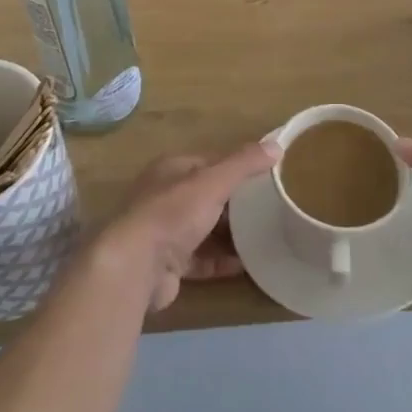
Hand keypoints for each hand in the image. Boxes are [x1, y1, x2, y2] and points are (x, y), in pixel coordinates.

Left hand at [99, 141, 281, 313]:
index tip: (266, 176)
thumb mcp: (213, 181)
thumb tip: (276, 144)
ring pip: (204, 229)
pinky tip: (247, 265)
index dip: (237, 167)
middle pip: (207, 196)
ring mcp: (165, 232)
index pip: (210, 163)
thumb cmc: (173, 213)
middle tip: (270, 209)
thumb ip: (243, 164)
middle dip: (236, 203)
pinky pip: (201, 259)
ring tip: (264, 236)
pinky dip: (222, 260)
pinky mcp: (168, 265)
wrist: (135, 266)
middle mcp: (165, 197)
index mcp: (172, 170)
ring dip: (230, 234)